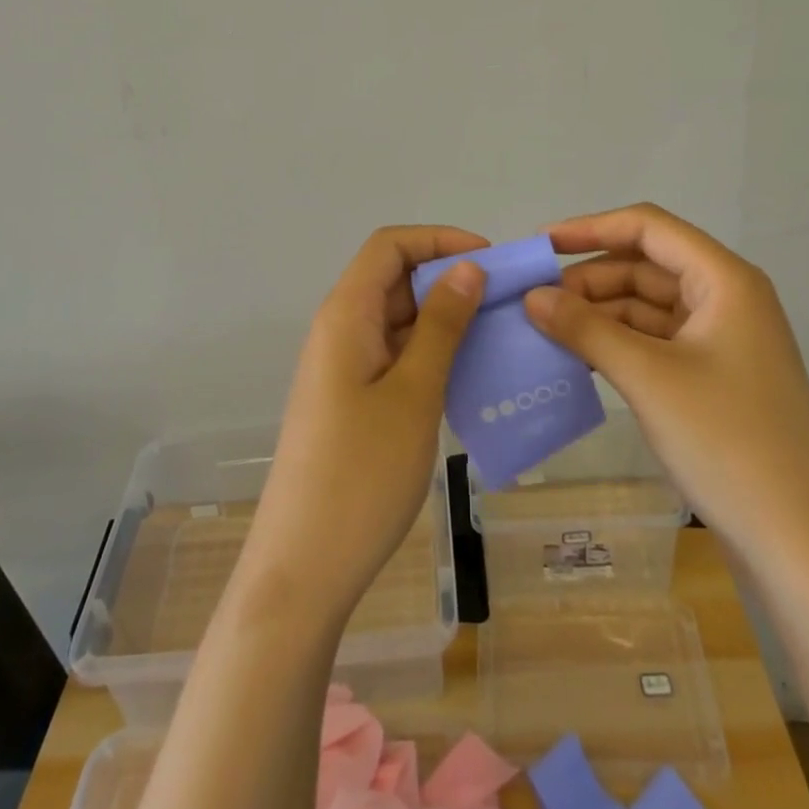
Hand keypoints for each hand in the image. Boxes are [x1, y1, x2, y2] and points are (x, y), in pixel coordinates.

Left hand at [241, 225, 488, 619]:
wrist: (303, 570)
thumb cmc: (361, 474)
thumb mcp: (414, 393)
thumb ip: (442, 325)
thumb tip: (468, 268)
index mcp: (345, 314)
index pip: (389, 245)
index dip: (439, 239)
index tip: (490, 261)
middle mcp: (339, 329)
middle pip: (394, 278)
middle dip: (448, 278)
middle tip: (505, 301)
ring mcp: (343, 367)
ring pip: (397, 318)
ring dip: (444, 318)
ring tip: (497, 336)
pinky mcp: (350, 400)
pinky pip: (394, 355)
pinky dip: (431, 353)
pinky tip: (467, 375)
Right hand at [523, 203, 808, 554]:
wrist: (802, 547)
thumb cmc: (728, 442)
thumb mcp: (648, 377)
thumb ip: (585, 329)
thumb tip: (531, 296)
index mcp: (724, 280)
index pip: (648, 227)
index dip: (591, 228)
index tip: (540, 246)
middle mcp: (726, 299)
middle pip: (646, 266)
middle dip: (590, 279)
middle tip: (534, 300)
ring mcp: (722, 341)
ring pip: (648, 306)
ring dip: (599, 313)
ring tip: (546, 329)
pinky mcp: (715, 378)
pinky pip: (656, 341)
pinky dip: (617, 344)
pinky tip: (579, 358)